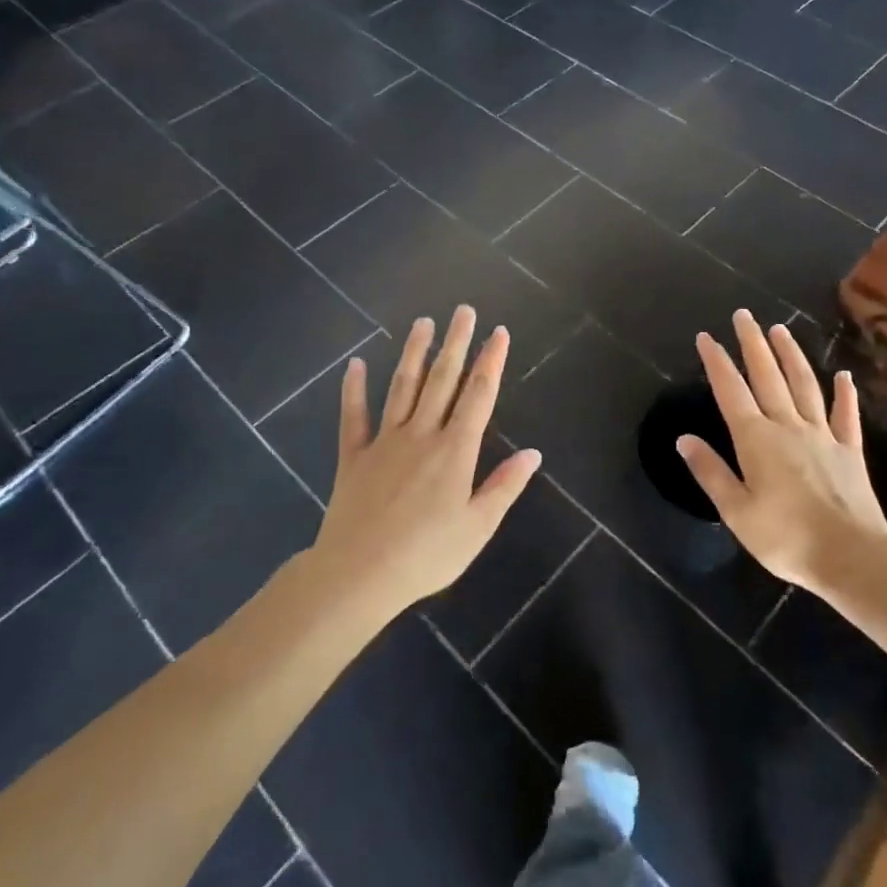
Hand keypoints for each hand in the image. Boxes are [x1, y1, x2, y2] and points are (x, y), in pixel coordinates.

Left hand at [314, 307, 541, 609]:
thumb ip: (505, 486)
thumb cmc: (426, 555)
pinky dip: (353, 389)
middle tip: (464, 311)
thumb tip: (533, 453)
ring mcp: (384, 442)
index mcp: (455, 450)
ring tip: (423, 323)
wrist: (358, 575)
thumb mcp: (478, 527)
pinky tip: (355, 365)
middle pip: (442, 380)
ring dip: (414, 353)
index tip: (498, 332)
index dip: (491, 361)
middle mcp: (421, 434)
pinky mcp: (353, 457)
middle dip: (456, 343)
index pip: (479, 395)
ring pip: (402, 387)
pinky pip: (353, 416)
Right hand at [678, 310, 886, 590]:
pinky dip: (844, 394)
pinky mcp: (850, 451)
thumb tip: (684, 438)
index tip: (706, 337)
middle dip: (752, 344)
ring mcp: (822, 435)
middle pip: (767, 376)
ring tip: (781, 330)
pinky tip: (843, 376)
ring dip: (791, 356)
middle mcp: (788, 426)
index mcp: (756, 439)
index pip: (731, 391)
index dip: (717, 362)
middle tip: (744, 315)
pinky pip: (846, 416)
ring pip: (804, 385)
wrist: (851, 556)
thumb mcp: (736, 511)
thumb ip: (710, 472)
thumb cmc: (785, 538)